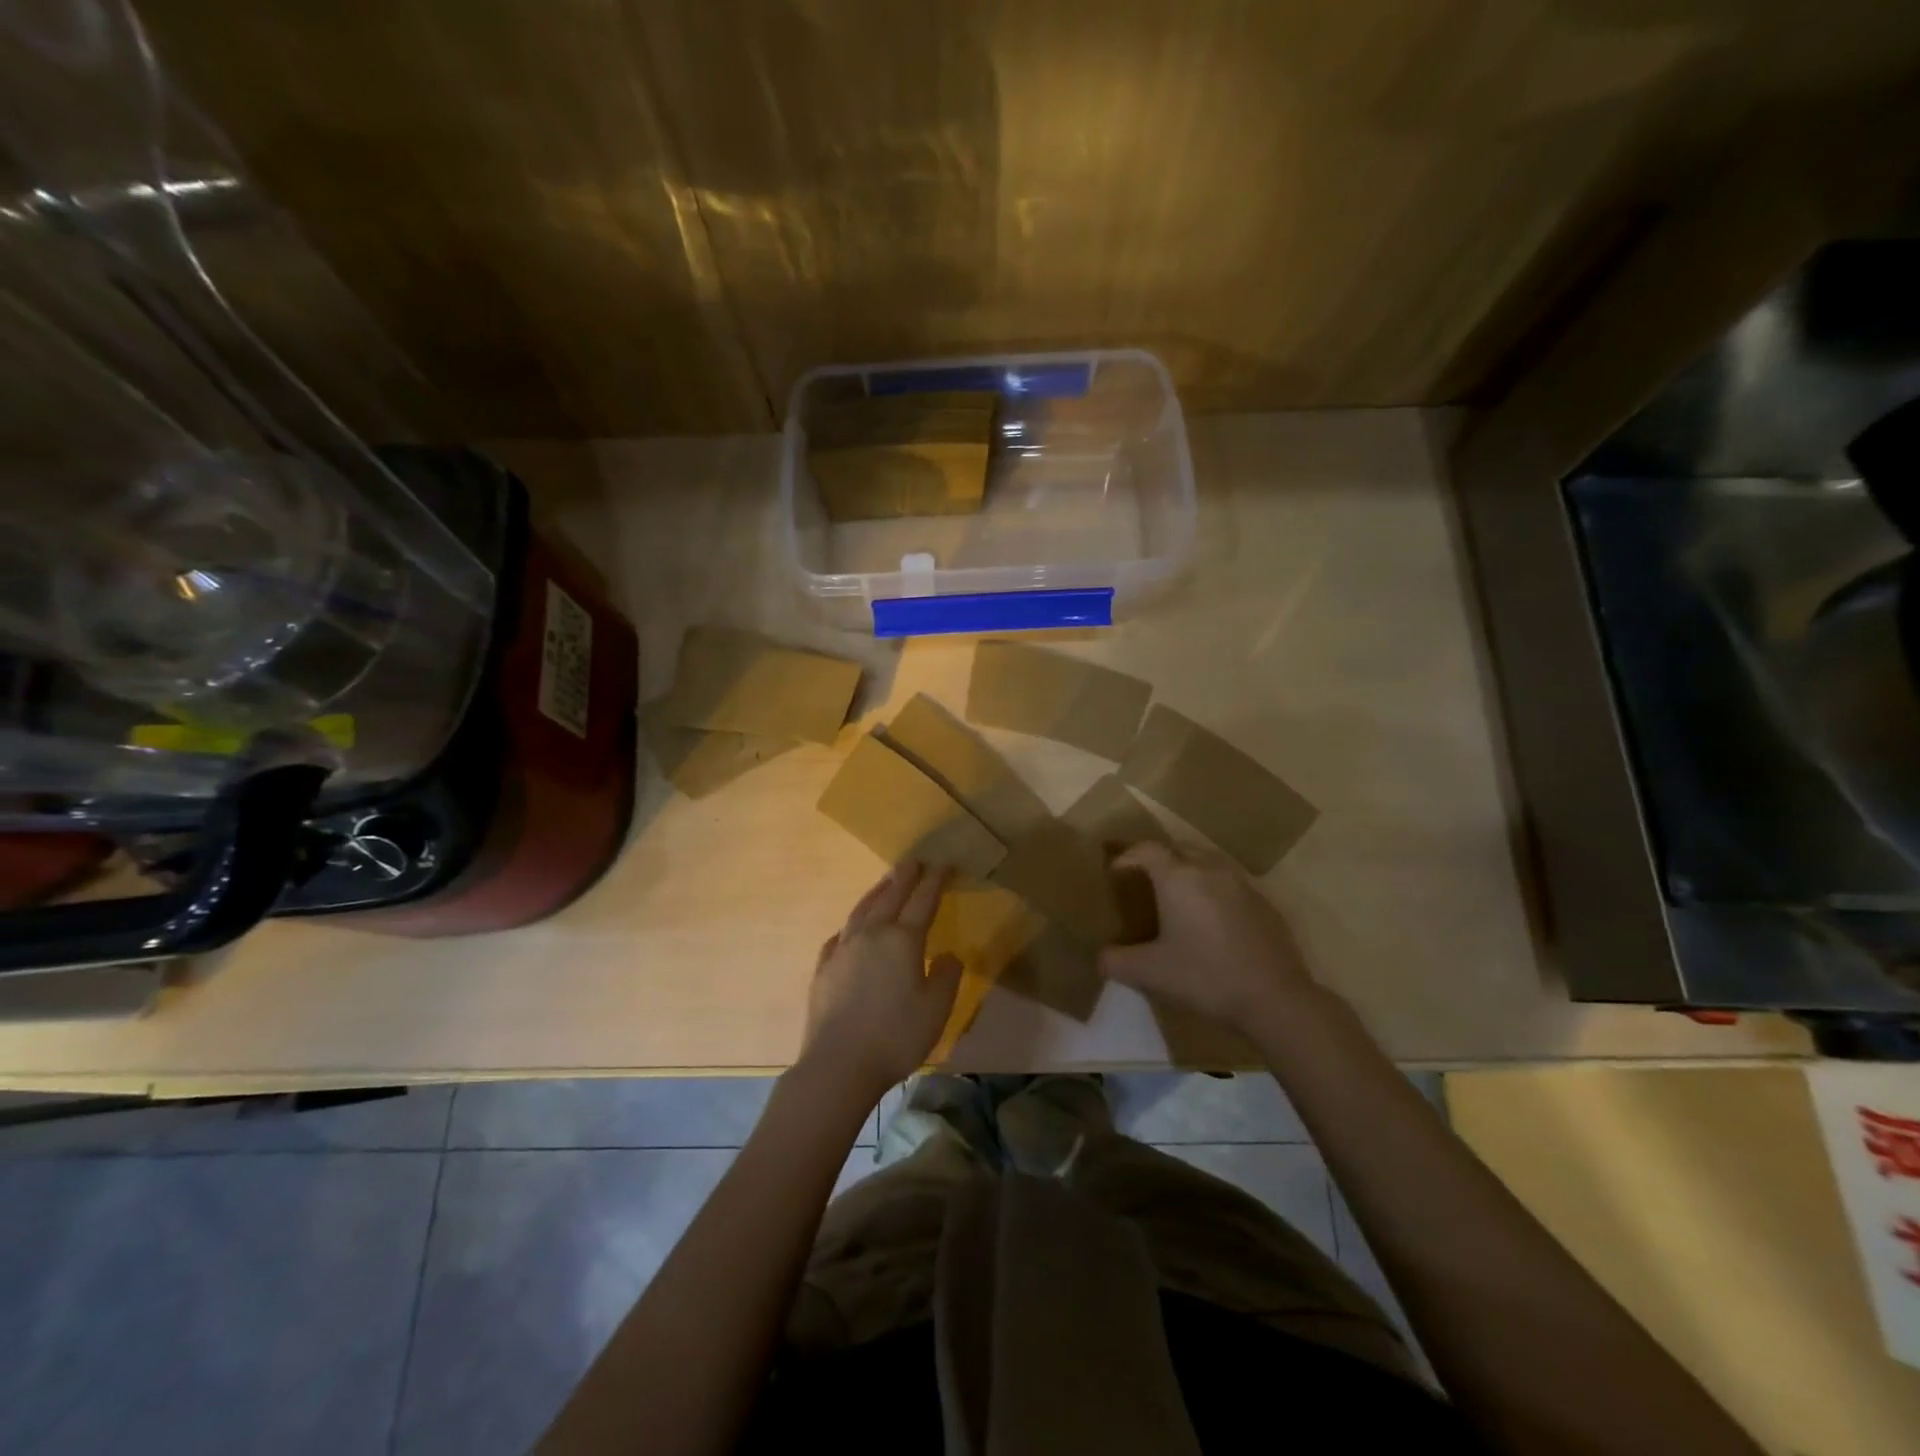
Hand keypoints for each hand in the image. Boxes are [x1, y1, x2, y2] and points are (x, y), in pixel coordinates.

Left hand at [798, 861, 962, 1103]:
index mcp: (903, 940)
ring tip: (886, 882)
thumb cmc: (896, 1036)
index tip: (943, 865)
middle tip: (913, 861)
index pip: (923, 901)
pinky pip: (840, 935)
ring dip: (877, 892)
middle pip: (890, 896)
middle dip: (904, 877)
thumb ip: (946, 976)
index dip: (935, 881)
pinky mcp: (823, 968)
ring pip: (862, 910)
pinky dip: (851, 924)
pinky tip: (851, 928)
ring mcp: (843, 949)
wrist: (839, 1064)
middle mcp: (871, 935)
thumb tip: (948, 955)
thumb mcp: (936, 1009)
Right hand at [1098, 840, 1315, 1029]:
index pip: (1146, 849)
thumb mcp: (1148, 973)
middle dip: (1157, 857)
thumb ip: (1115, 961)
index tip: (1115, 872)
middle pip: (1177, 848)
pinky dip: (1213, 889)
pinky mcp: (1264, 903)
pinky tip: (1211, 918)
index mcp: (1178, 877)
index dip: (1126, 856)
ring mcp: (1241, 883)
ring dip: (1187, 870)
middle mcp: (1209, 869)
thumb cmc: (1204, 976)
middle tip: (1143, 879)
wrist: (1274, 997)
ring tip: (1177, 895)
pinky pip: (1229, 882)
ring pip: (1207, 861)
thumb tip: (1101, 957)